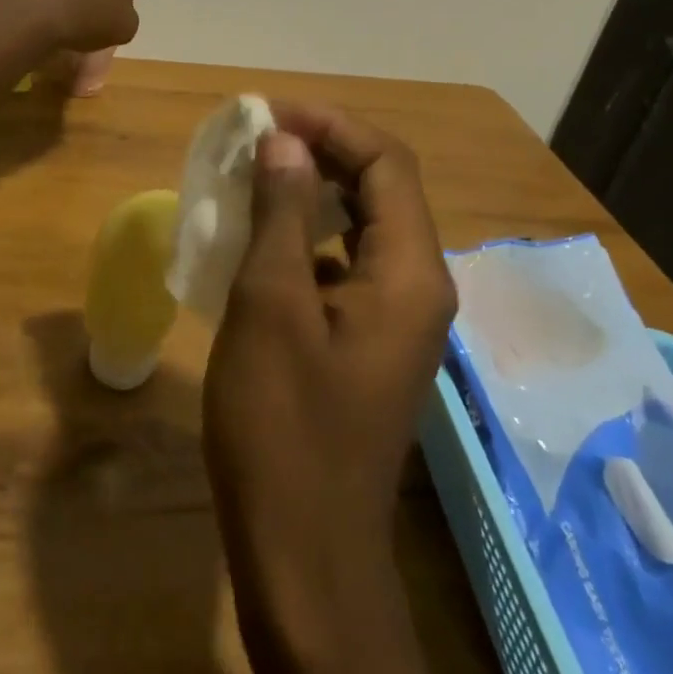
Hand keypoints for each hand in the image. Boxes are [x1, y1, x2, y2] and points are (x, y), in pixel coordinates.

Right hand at [203, 104, 458, 673]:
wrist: (304, 559)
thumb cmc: (282, 427)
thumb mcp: (270, 305)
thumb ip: (282, 214)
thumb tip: (284, 141)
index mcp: (409, 272)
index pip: (386, 163)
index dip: (330, 126)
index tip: (268, 114)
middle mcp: (418, 286)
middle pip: (381, 189)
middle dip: (321, 153)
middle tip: (256, 141)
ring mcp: (397, 319)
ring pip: (362, 226)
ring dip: (312, 194)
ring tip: (254, 178)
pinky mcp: (370, 343)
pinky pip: (347, 266)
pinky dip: (308, 239)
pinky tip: (261, 242)